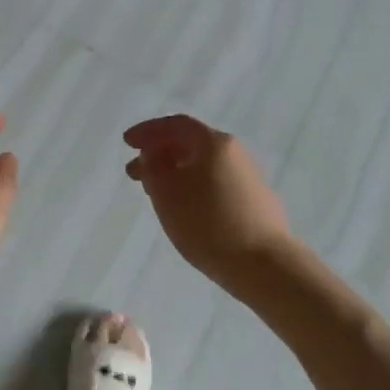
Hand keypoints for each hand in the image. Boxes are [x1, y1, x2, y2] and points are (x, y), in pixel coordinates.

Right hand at [124, 115, 290, 280]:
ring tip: (155, 193)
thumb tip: (153, 154)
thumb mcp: (166, 192)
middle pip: (190, 144)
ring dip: (174, 173)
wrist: (263, 264)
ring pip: (202, 166)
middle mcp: (234, 153)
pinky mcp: (254, 203)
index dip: (148, 131)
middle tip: (134, 172)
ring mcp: (247, 178)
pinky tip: (185, 209)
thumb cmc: (207, 222)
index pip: (176, 125)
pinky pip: (215, 184)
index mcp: (214, 143)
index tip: (127, 143)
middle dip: (158, 154)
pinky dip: (192, 187)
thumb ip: (153, 167)